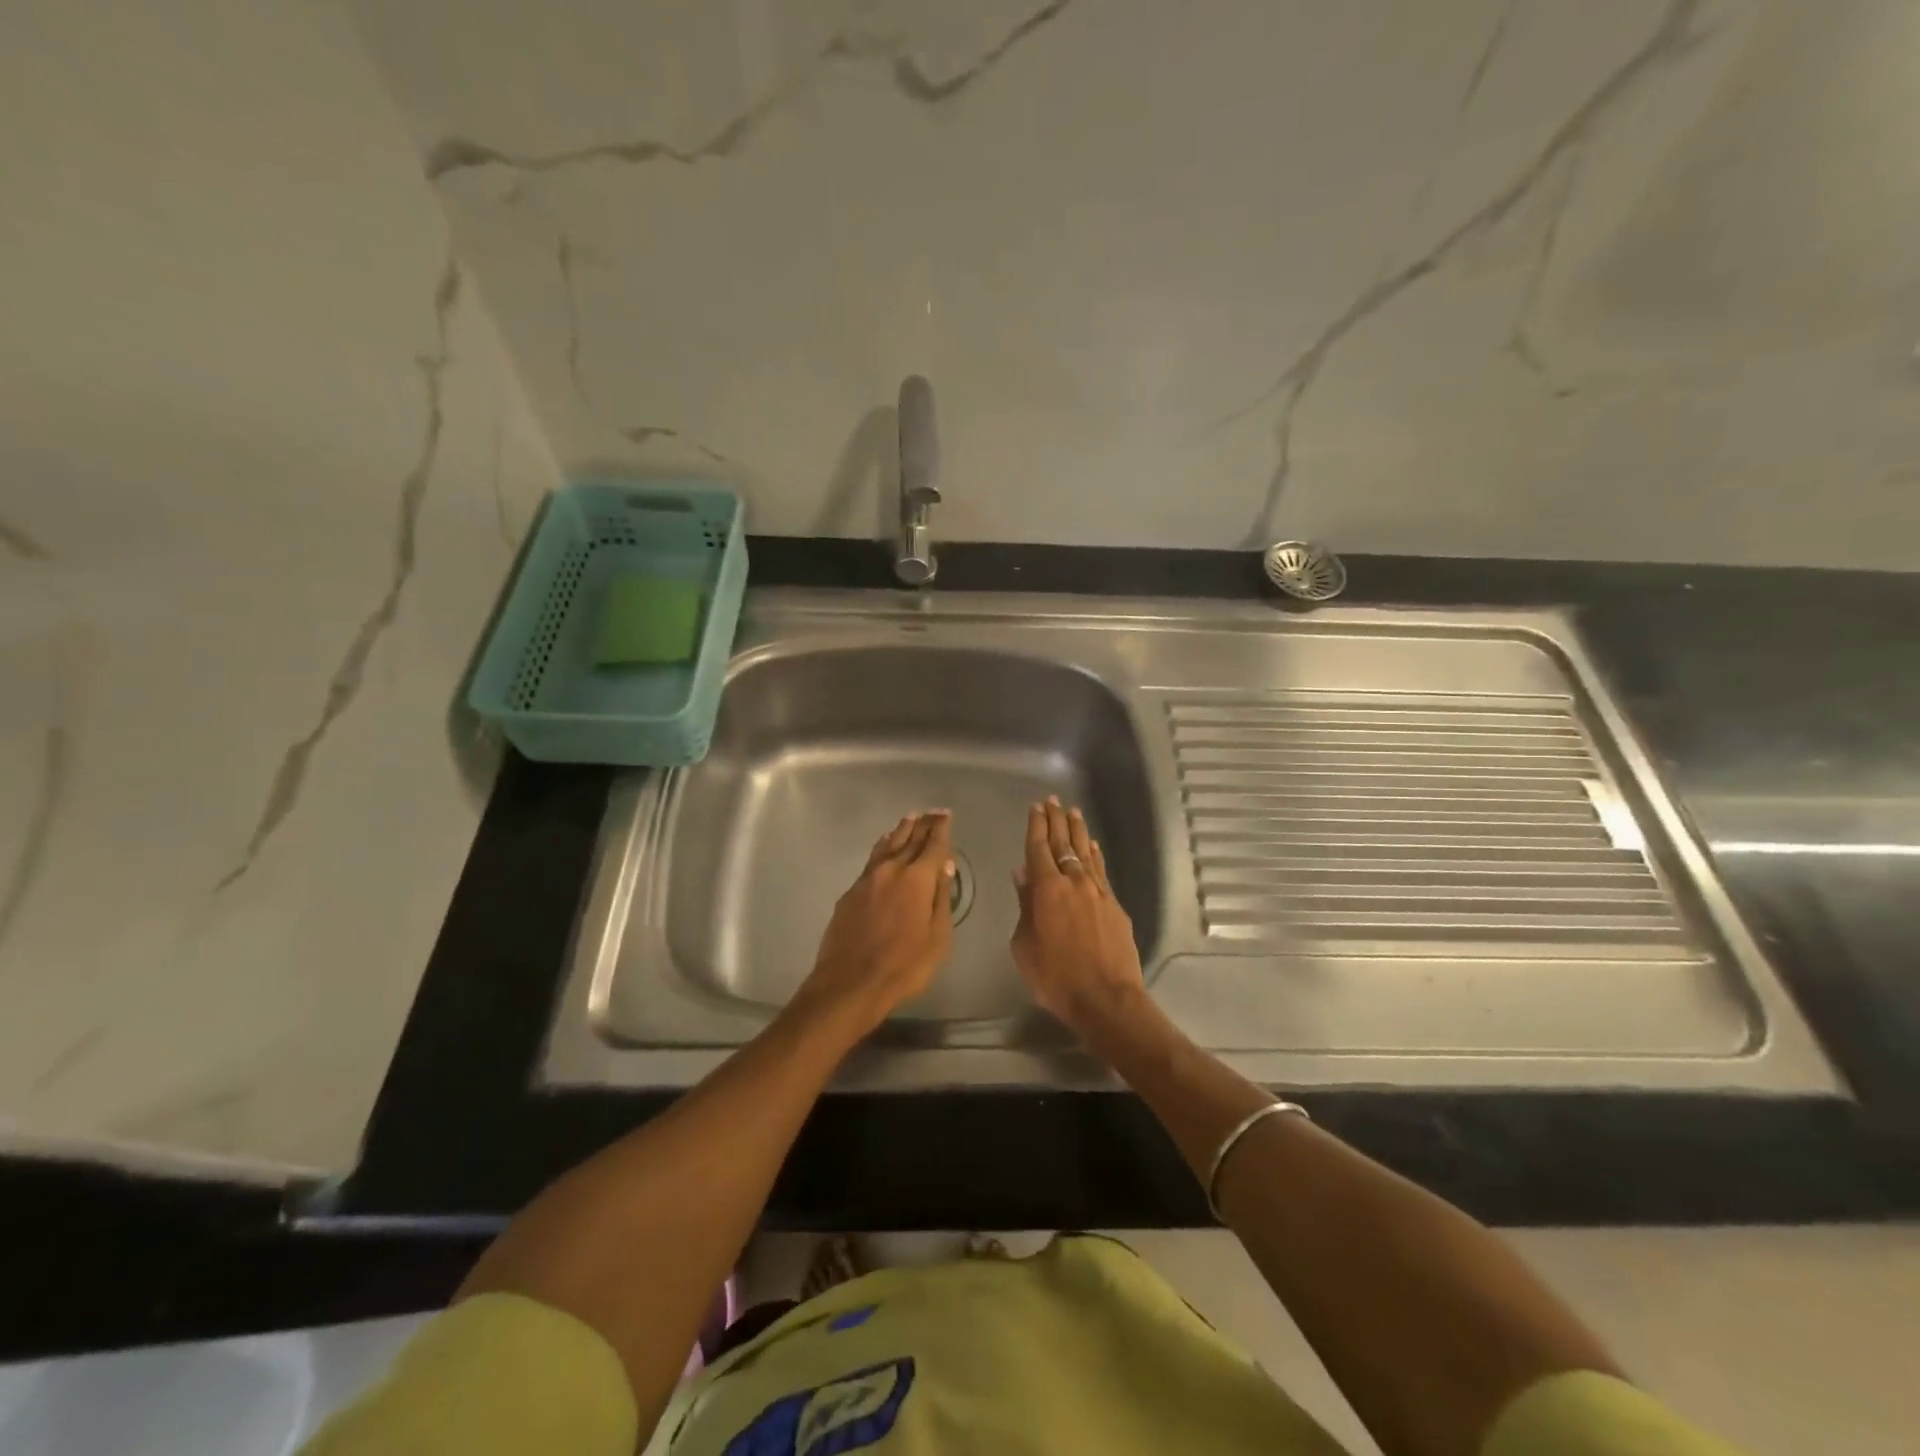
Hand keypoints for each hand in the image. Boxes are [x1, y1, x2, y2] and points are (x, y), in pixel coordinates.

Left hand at [791, 810, 955, 1037]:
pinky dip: (882, 847)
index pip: (933, 845)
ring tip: (909, 819)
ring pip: (887, 845)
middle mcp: (891, 870)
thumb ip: (941, 898)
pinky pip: (872, 859)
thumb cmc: (904, 965)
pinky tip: (883, 846)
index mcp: (917, 879)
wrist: (850, 983)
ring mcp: (867, 879)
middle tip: (932, 812)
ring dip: (900, 831)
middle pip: (910, 839)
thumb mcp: (937, 937)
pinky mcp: (850, 892)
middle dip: (923, 824)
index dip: (941, 829)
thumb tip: (944, 866)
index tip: (945, 814)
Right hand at [1010, 797, 1149, 1044]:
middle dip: (1056, 820)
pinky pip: (1101, 870)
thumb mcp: (1025, 945)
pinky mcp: (1114, 905)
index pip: (1038, 849)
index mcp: (1046, 889)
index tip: (1035, 808)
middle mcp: (1073, 882)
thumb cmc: (1055, 977)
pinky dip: (1095, 854)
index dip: (1036, 826)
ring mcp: (1097, 891)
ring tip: (1072, 812)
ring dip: (1077, 831)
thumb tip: (1022, 875)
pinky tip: (1092, 845)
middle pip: (1063, 843)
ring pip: (1085, 852)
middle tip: (1052, 800)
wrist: (1106, 998)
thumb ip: (1024, 906)